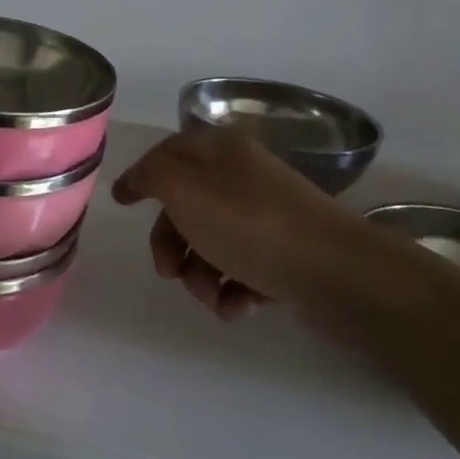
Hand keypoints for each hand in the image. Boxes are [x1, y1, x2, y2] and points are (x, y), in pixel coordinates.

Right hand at [112, 125, 351, 317]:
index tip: (122, 202)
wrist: (337, 273)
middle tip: (170, 273)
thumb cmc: (249, 224)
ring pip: (211, 243)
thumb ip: (151, 175)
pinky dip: (232, 290)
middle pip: (185, 207)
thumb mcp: (183, 188)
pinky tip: (238, 306)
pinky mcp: (285, 253)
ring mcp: (266, 216)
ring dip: (200, 276)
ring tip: (213, 298)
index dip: (142, 176)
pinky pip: (242, 268)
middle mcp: (242, 177)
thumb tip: (139, 179)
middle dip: (170, 245)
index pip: (168, 153)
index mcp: (219, 152)